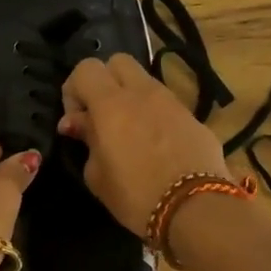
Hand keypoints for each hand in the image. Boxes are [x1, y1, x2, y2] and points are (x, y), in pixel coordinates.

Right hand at [59, 55, 229, 232]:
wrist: (196, 209)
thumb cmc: (136, 195)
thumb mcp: (97, 175)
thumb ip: (86, 140)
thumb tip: (77, 123)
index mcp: (111, 104)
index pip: (85, 69)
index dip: (74, 90)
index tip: (75, 122)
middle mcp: (142, 93)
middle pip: (118, 62)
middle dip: (104, 83)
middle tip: (100, 117)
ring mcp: (172, 102)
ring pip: (144, 81)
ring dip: (130, 97)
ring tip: (128, 133)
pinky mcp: (193, 117)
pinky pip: (165, 104)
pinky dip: (153, 114)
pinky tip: (154, 146)